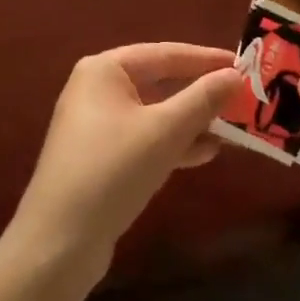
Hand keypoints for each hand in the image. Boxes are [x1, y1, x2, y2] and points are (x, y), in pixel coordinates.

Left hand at [8, 43, 240, 275]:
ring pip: (155, 113)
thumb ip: (202, 100)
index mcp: (105, 69)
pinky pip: (145, 138)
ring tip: (232, 128)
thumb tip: (236, 74)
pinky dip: (173, 142)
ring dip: (192, 120)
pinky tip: (205, 153)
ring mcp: (97, 125)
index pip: (165, 53)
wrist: (56, 246)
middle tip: (241, 96)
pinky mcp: (100, 158)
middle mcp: (98, 88)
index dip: (206, 59)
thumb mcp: (164, 132)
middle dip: (200, 92)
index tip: (243, 64)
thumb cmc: (111, 171)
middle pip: (160, 81)